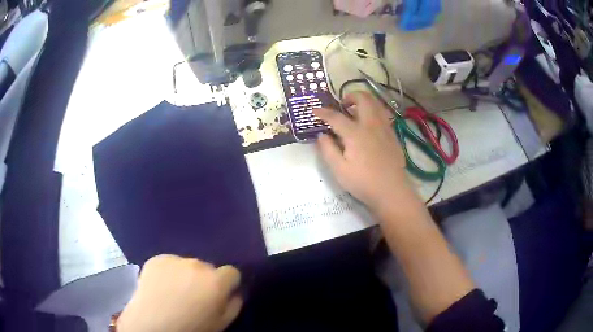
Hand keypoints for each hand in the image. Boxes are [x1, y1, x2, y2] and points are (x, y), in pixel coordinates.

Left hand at [117, 255, 242, 331]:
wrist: (152, 324)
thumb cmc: (191, 328)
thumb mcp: (222, 323)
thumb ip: (234, 305)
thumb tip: (235, 293)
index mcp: (216, 281)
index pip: (232, 272)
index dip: (228, 284)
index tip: (220, 295)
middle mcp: (198, 264)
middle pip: (208, 268)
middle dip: (205, 279)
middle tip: (195, 296)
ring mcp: (175, 259)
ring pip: (187, 265)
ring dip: (186, 275)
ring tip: (175, 291)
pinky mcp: (156, 258)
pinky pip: (169, 263)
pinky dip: (168, 272)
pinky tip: (161, 286)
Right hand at [314, 91, 416, 212]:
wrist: (392, 191)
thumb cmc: (363, 182)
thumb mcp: (339, 170)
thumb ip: (328, 150)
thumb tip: (321, 135)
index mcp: (355, 133)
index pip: (336, 117)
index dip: (323, 112)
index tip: (314, 111)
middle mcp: (371, 125)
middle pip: (363, 99)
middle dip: (351, 95)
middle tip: (342, 105)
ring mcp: (385, 128)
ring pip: (376, 103)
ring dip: (364, 101)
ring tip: (356, 111)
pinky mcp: (393, 135)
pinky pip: (383, 114)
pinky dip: (374, 111)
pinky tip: (369, 124)